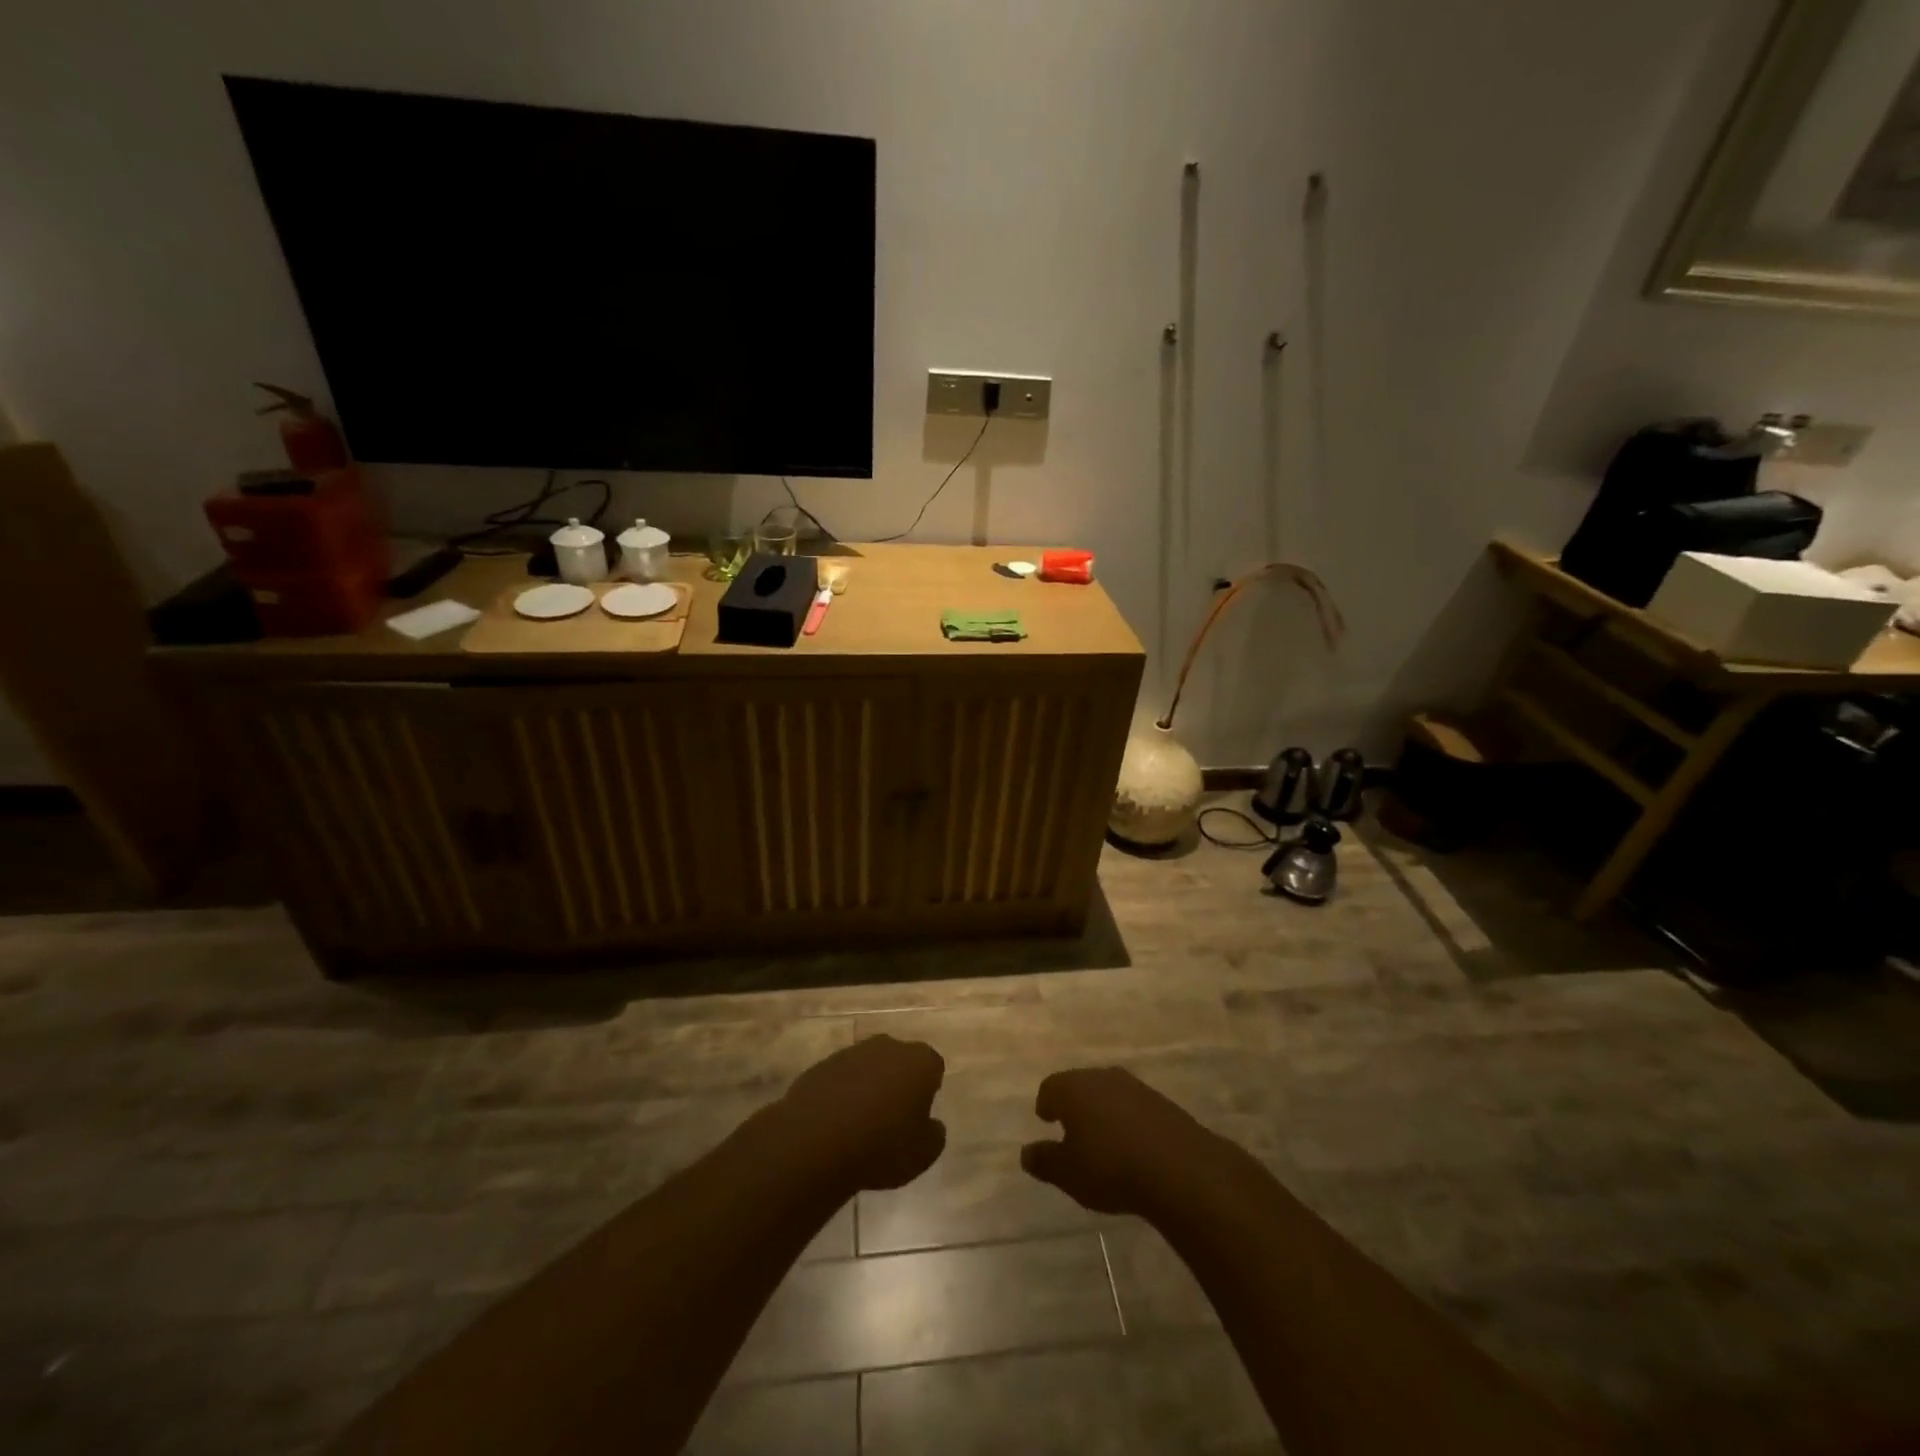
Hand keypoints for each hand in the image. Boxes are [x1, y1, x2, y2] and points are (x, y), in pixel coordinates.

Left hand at [776, 1035, 946, 1191]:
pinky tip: (835, 1124)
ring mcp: (852, 1052)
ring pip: (869, 1067)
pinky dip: (842, 1094)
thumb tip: (931, 1124)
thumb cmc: (882, 1146)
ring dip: (869, 1087)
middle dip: (898, 1082)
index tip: (919, 1115)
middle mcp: (887, 1046)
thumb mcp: (924, 1153)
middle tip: (893, 1118)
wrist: (816, 1142)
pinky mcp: (822, 1065)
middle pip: (900, 1061)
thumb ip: (934, 1134)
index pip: (933, 1067)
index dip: (928, 1090)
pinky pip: (841, 1078)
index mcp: (919, 1061)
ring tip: (861, 1124)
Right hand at [1020, 1066, 1222, 1215]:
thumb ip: (1044, 1161)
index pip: (1050, 1087)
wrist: (1178, 1168)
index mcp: (1073, 1088)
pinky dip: (1126, 1119)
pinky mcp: (1160, 1101)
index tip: (1046, 1119)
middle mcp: (1101, 1077)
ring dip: (1101, 1110)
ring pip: (1107, 1092)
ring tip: (1102, 1138)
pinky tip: (1131, 1144)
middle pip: (1079, 1084)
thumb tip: (1025, 1153)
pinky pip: (1133, 1105)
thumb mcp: (1068, 1173)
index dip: (1046, 1104)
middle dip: (1073, 1104)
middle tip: (1071, 1128)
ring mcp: (1134, 1086)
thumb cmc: (1110, 1167)